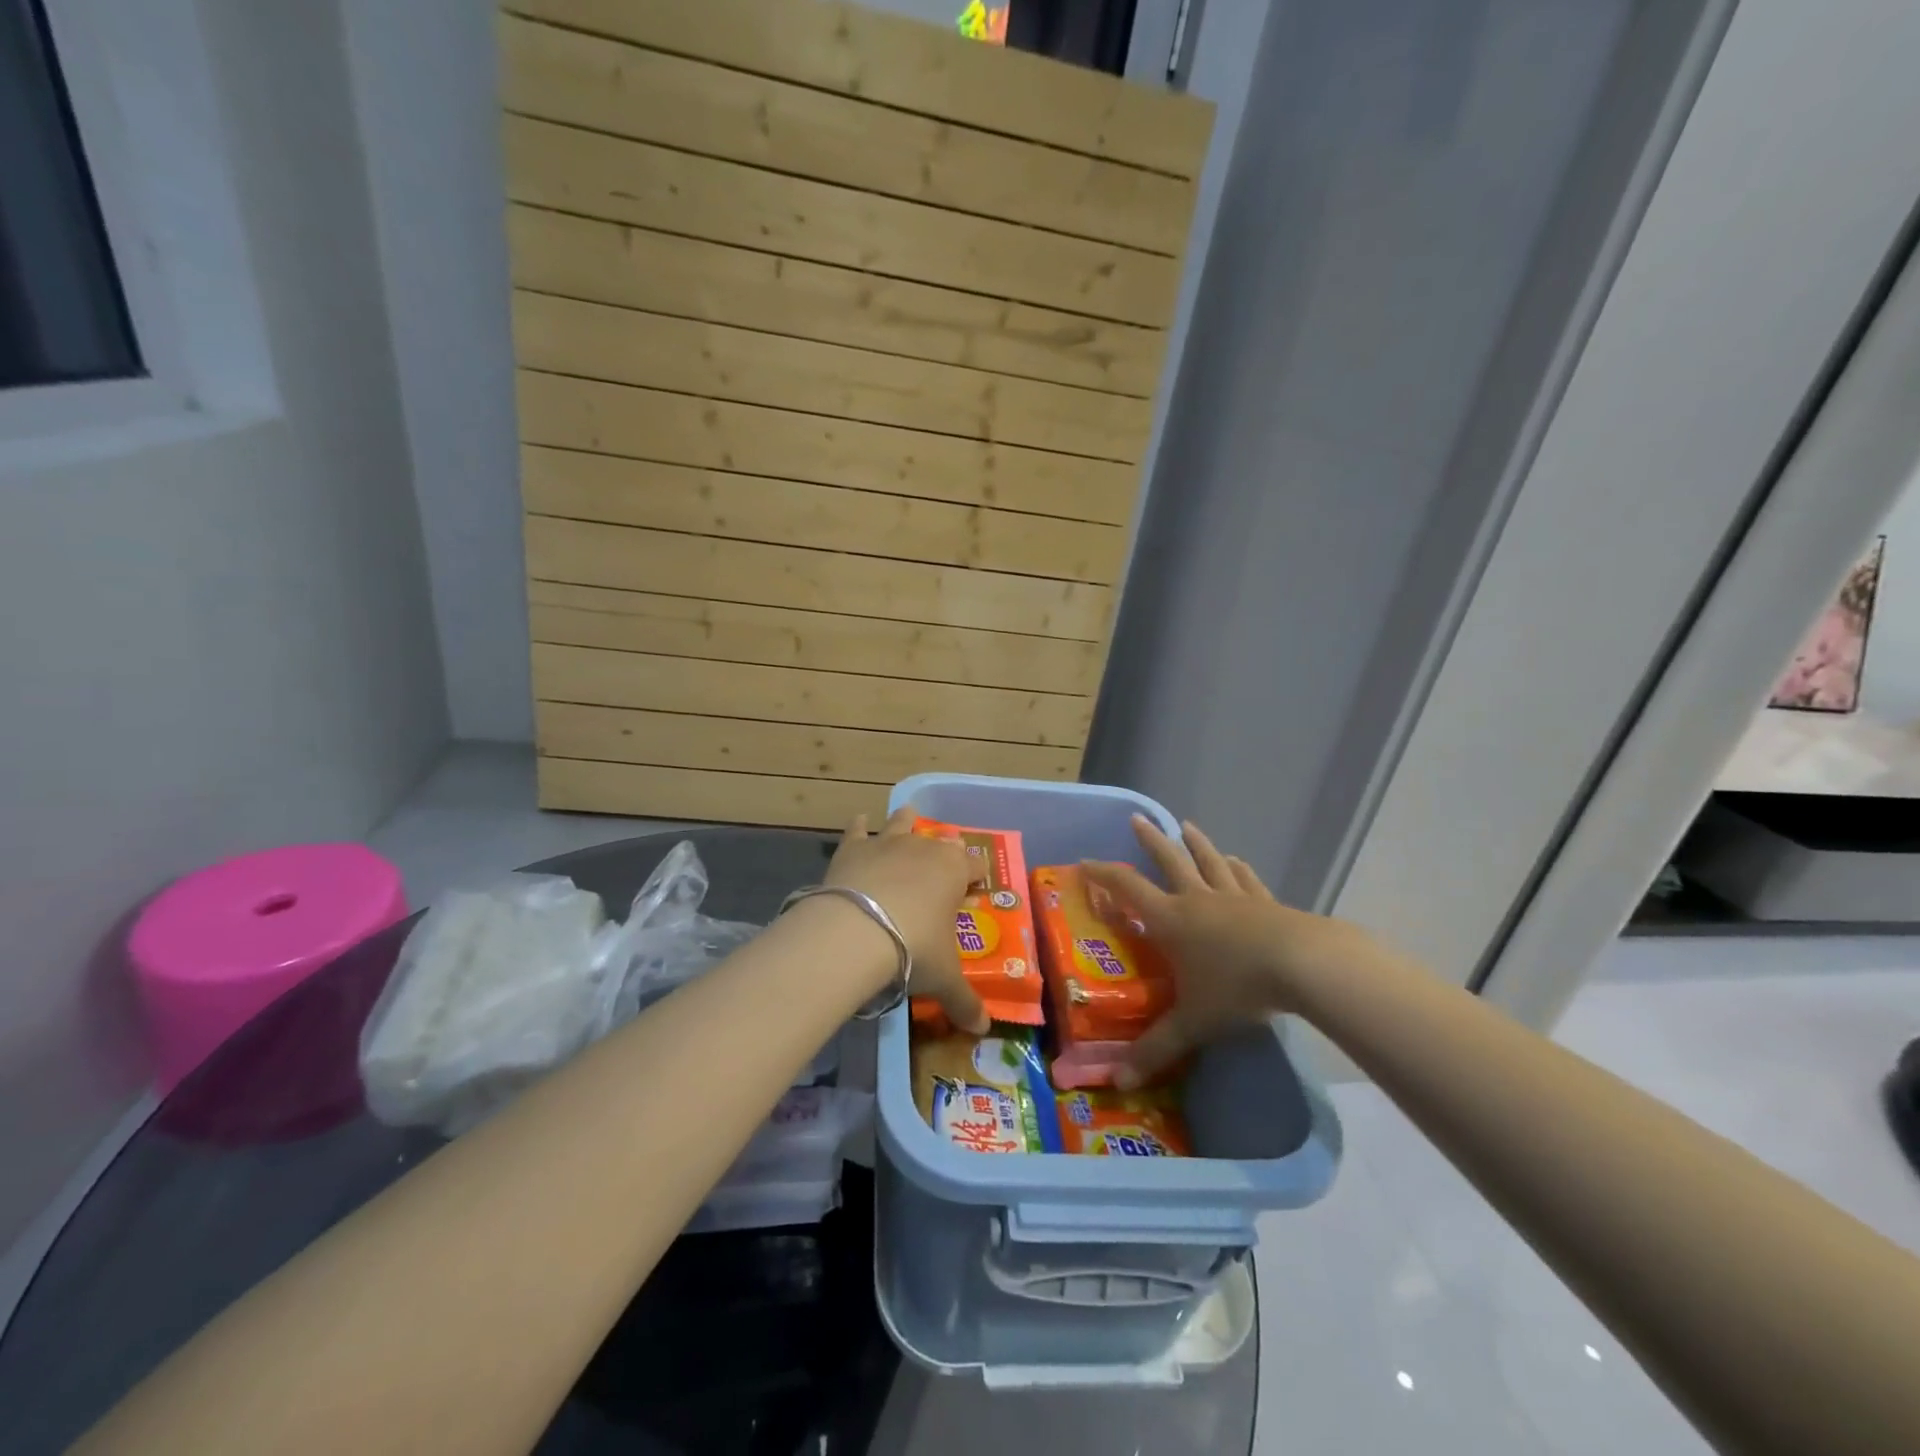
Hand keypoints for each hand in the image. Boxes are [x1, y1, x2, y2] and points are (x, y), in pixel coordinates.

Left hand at [825, 807, 987, 1033]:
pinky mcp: (854, 848)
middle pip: (941, 841)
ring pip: (902, 823)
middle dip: (945, 849)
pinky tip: (858, 820)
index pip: (975, 865)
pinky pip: (858, 830)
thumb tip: (983, 1029)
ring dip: (906, 821)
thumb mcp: (944, 979)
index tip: (977, 884)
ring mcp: (888, 843)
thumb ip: (964, 1002)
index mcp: (955, 871)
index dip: (978, 874)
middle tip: (943, 861)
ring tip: (909, 816)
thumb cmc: (914, 948)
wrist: (858, 931)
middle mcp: (925, 848)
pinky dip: (858, 826)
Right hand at [1083, 815, 1373, 1085]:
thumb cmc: (1236, 988)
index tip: (1085, 863)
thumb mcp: (1192, 1023)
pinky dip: (1237, 869)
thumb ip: (1155, 1049)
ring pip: (1209, 863)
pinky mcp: (1266, 903)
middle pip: (1169, 861)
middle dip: (1150, 841)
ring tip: (1187, 826)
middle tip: (1137, 819)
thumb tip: (1118, 1081)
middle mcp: (1197, 900)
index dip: (1103, 874)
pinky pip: (1246, 880)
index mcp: (1170, 920)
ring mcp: (1234, 898)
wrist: (1302, 965)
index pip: (1127, 888)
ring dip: (1196, 845)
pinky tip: (1237, 861)